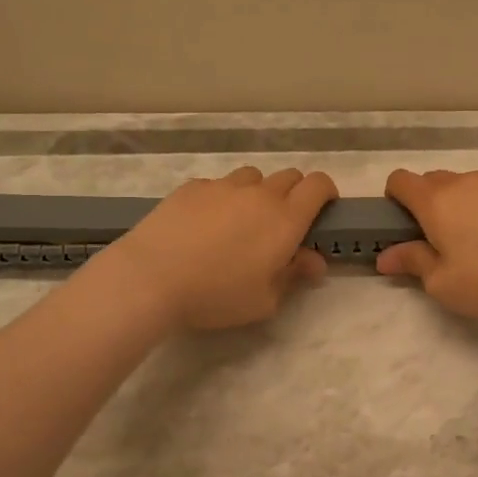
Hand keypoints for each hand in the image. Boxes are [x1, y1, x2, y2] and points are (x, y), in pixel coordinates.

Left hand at [105, 166, 336, 330]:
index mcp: (285, 219)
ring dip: (258, 193)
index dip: (326, 192)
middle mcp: (259, 194)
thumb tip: (315, 261)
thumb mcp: (264, 300)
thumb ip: (294, 275)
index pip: (318, 185)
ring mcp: (223, 186)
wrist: (151, 277)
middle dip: (295, 194)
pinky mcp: (192, 187)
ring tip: (242, 222)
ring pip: (253, 177)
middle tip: (283, 224)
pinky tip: (204, 224)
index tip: (324, 209)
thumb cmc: (216, 295)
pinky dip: (222, 198)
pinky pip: (218, 185)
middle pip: (289, 176)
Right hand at [375, 169, 477, 325]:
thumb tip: (385, 257)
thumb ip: (412, 262)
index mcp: (436, 202)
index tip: (405, 222)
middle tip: (445, 240)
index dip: (396, 197)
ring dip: (467, 202)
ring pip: (471, 183)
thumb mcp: (443, 284)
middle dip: (431, 203)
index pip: (401, 180)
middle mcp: (465, 181)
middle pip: (435, 180)